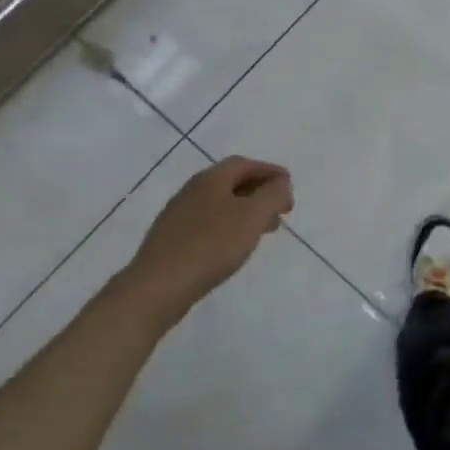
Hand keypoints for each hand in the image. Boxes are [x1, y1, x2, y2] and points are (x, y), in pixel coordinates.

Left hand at [119, 156, 293, 310]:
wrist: (159, 285)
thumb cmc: (212, 245)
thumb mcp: (252, 215)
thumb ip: (272, 195)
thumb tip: (281, 183)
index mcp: (210, 179)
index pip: (244, 164)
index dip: (269, 171)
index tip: (289, 186)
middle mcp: (192, 191)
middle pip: (231, 183)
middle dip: (260, 193)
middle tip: (281, 211)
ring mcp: (178, 216)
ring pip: (220, 205)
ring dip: (246, 212)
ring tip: (264, 231)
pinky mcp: (172, 240)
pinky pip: (209, 224)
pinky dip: (230, 228)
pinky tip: (235, 247)